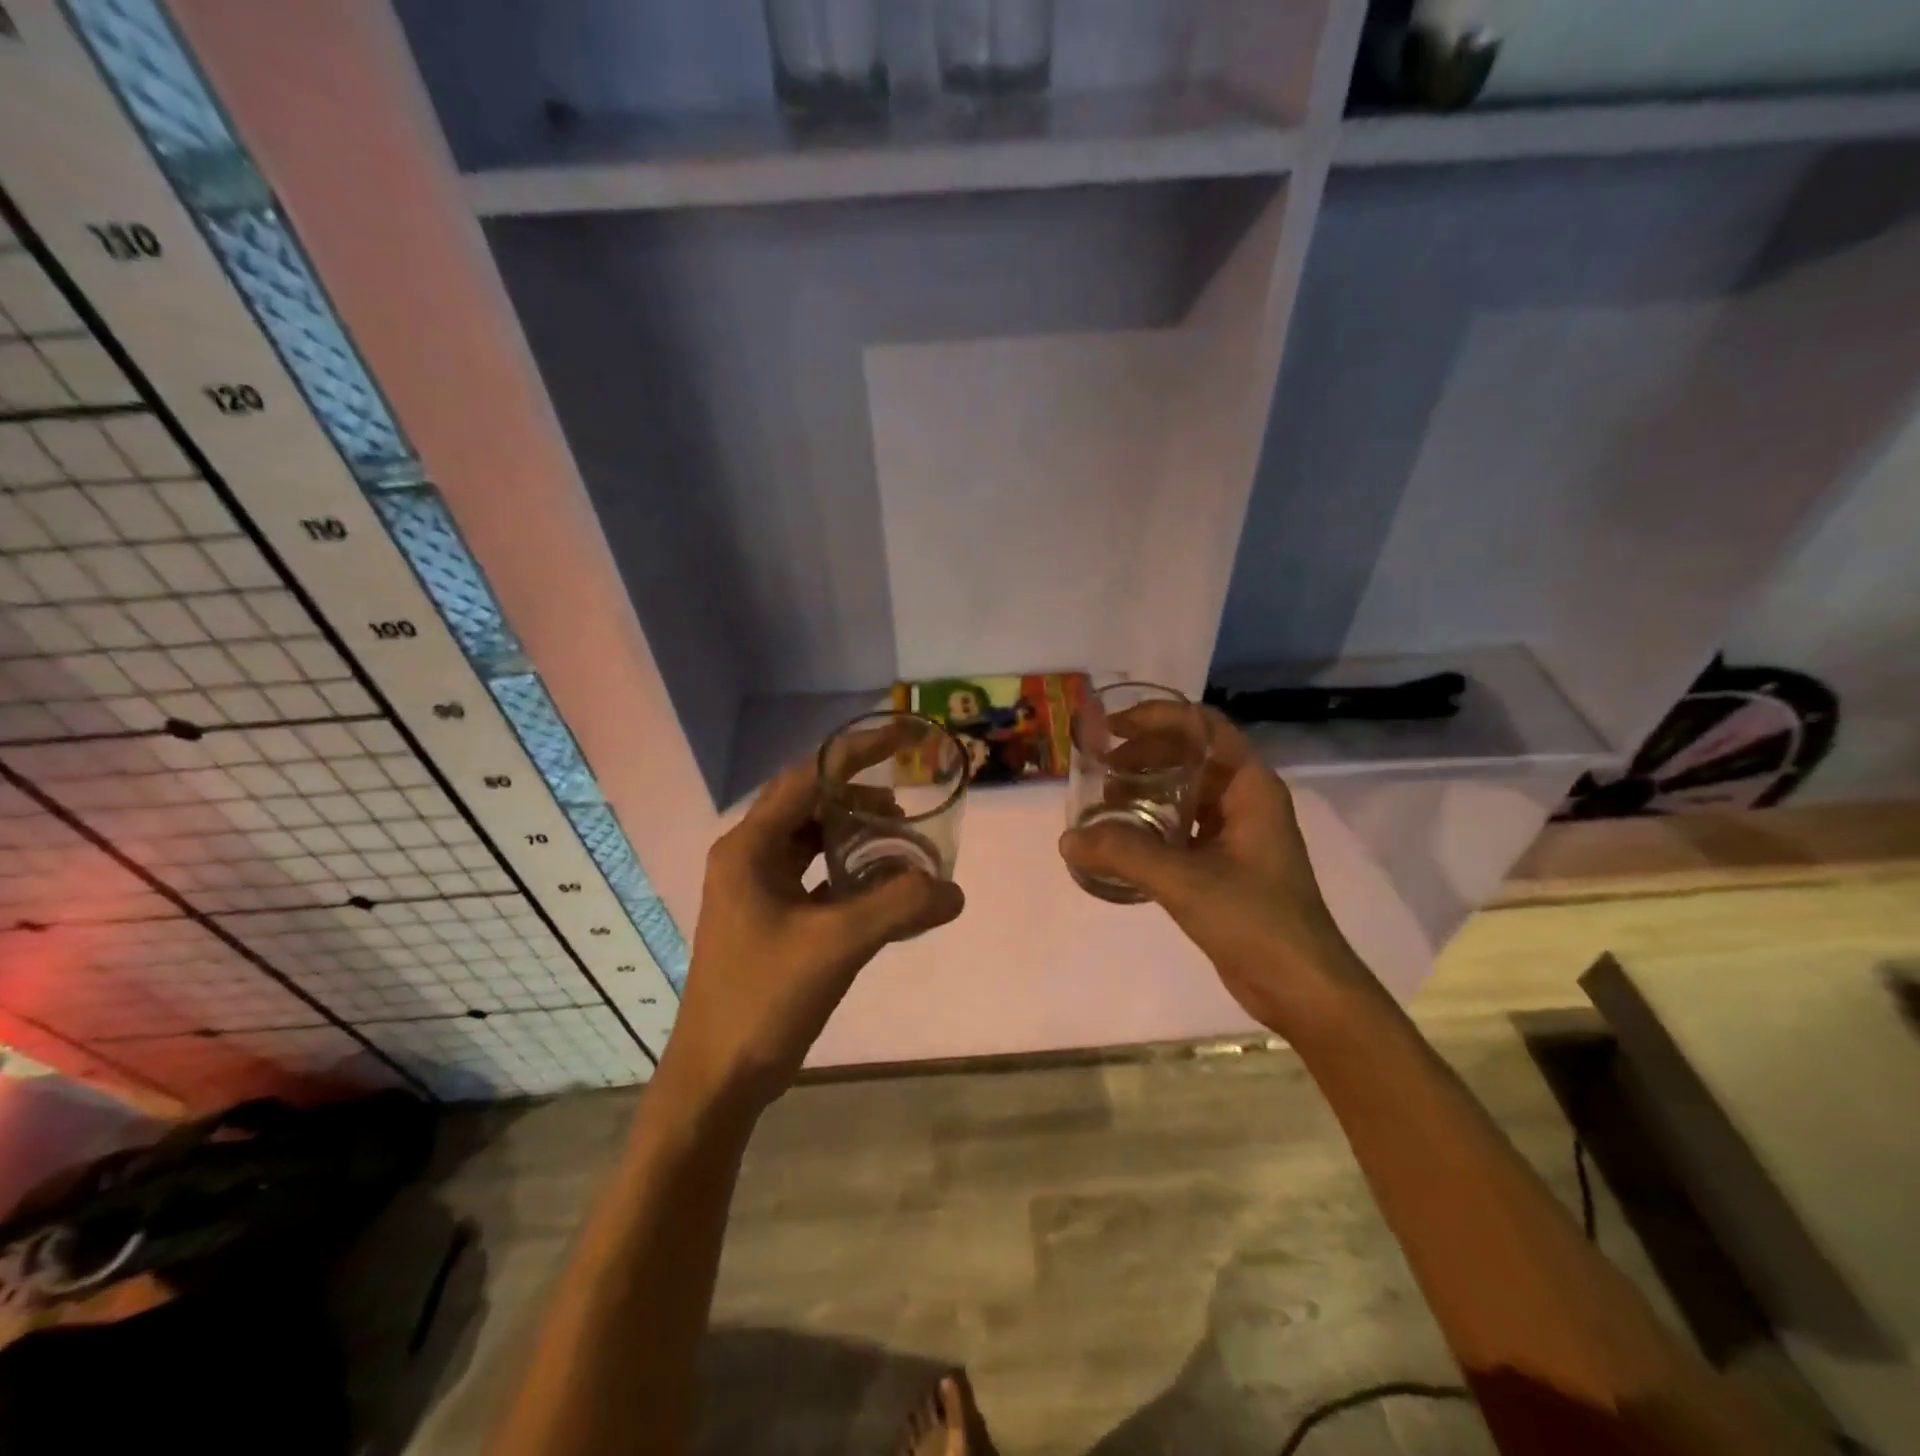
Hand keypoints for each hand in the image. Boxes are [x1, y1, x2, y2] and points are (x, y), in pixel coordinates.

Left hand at [662, 759, 965, 1113]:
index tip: (904, 737)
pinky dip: (847, 868)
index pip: (808, 777)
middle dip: (860, 794)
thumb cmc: (764, 999)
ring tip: (900, 838)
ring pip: (811, 839)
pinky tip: (880, 884)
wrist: (717, 1077)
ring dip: (854, 832)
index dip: (857, 752)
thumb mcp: (837, 946)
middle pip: (809, 803)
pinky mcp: (768, 916)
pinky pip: (813, 873)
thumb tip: (954, 891)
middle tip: (908, 799)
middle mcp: (747, 857)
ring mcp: (755, 888)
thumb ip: (899, 908)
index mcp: (749, 848)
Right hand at [1059, 707, 1375, 1038]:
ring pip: (1185, 792)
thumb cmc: (1255, 920)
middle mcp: (1245, 800)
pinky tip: (1122, 840)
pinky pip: (1184, 826)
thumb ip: (1124, 854)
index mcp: (1250, 786)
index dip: (1157, 716)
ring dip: (1146, 790)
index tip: (1111, 727)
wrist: (1301, 987)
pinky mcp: (1226, 863)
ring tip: (1103, 804)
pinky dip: (1152, 823)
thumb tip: (1067, 839)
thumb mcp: (1185, 881)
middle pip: (1190, 755)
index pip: (1203, 725)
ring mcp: (1237, 832)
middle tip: (1099, 770)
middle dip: (1143, 755)